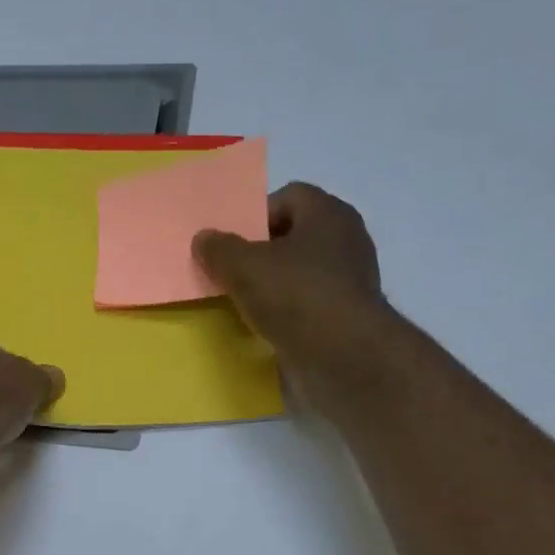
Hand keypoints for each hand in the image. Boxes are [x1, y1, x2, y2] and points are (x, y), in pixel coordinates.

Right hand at [193, 183, 394, 414]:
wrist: (344, 358)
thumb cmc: (296, 297)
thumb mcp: (244, 267)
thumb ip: (220, 249)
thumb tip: (204, 238)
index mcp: (328, 214)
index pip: (289, 197)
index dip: (256, 215)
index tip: (232, 245)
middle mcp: (346, 240)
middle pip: (294, 237)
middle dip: (262, 254)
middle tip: (232, 274)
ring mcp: (350, 281)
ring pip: (301, 273)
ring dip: (274, 287)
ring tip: (244, 305)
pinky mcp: (347, 318)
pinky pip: (309, 306)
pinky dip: (289, 314)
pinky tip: (268, 329)